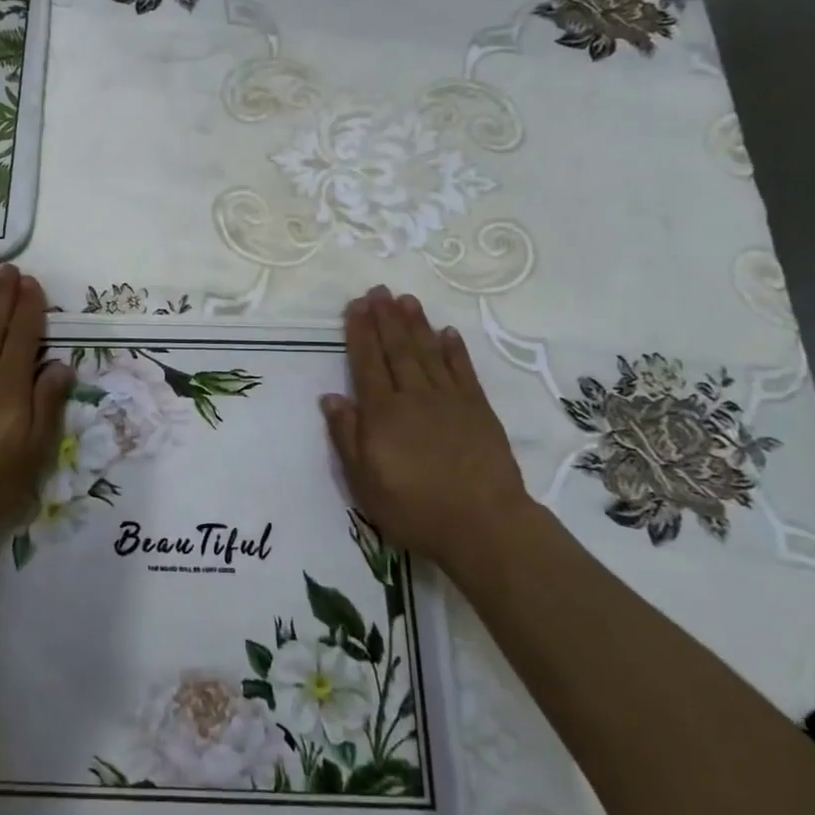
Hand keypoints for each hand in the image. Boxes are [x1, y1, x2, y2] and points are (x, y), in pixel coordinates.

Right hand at [320, 287, 529, 570]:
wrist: (483, 524)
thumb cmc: (414, 507)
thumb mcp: (364, 482)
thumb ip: (347, 436)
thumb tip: (331, 397)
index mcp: (382, 413)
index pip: (366, 363)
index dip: (359, 332)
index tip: (356, 305)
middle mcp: (413, 396)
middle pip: (396, 349)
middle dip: (385, 317)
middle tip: (379, 290)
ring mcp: (449, 400)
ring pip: (428, 352)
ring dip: (416, 324)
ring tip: (407, 299)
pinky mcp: (478, 409)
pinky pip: (463, 371)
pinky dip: (454, 350)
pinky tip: (447, 333)